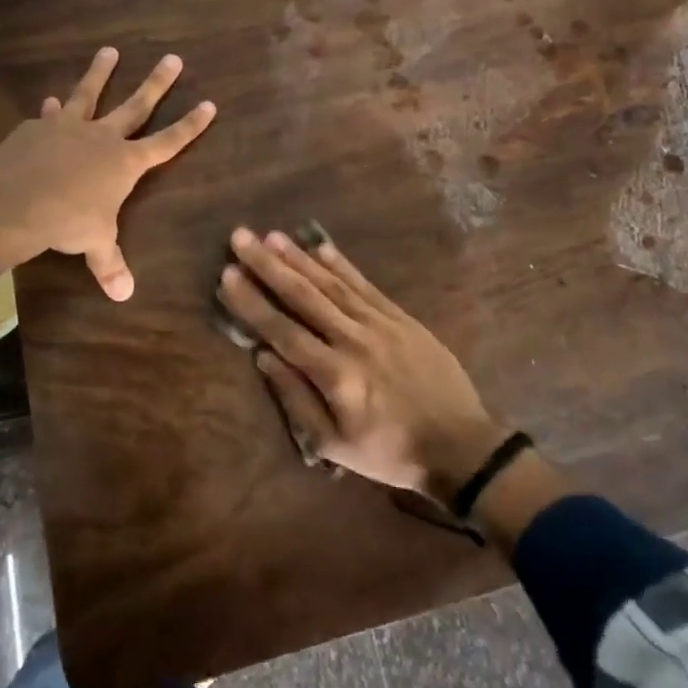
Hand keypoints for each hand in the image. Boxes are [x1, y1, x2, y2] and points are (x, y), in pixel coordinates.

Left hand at [0, 47, 215, 299]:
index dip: (190, 125)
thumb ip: (109, 263)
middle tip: (173, 58)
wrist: (15, 200)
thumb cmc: (66, 221)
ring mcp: (69, 127)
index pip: (168, 142)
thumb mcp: (94, 244)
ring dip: (101, 72)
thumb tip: (124, 295)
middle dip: (157, 83)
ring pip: (90, 93)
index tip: (209, 104)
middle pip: (136, 105)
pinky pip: (50, 115)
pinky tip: (50, 102)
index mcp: (125, 163)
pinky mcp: (38, 127)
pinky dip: (52, 110)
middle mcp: (102, 137)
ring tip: (109, 50)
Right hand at [218, 227, 506, 496]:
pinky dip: (342, 264)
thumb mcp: (336, 446)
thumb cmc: (390, 451)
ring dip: (299, 257)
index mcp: (335, 374)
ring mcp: (380, 323)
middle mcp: (353, 339)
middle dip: (268, 265)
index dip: (252, 302)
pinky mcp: (401, 317)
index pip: (282, 330)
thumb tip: (263, 357)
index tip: (226, 274)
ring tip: (271, 235)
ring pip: (331, 283)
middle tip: (240, 237)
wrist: (461, 446)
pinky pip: (365, 284)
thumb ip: (296, 400)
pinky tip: (321, 246)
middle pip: (303, 295)